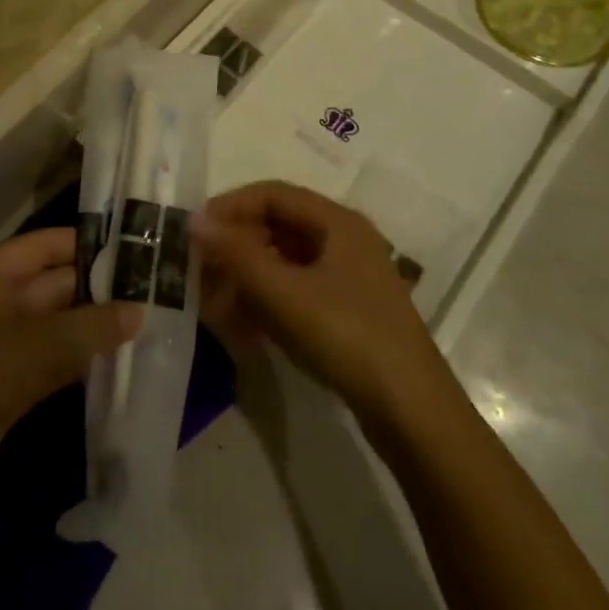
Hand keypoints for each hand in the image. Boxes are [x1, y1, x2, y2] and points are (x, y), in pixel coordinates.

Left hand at [0, 228, 141, 515]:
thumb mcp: (30, 350)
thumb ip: (87, 328)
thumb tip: (140, 310)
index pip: (48, 244)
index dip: (90, 243)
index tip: (140, 246)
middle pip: (57, 283)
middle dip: (101, 288)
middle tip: (157, 289)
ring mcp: (3, 344)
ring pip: (59, 324)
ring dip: (96, 326)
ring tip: (151, 321)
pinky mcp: (10, 384)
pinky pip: (54, 359)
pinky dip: (82, 359)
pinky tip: (121, 362)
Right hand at [191, 182, 446, 430]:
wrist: (413, 414)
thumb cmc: (348, 337)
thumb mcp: (284, 293)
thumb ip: (236, 254)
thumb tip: (195, 220)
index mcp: (337, 222)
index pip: (272, 194)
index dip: (230, 207)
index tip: (195, 231)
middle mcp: (344, 241)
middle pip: (277, 226)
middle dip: (236, 247)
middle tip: (200, 270)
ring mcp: (348, 278)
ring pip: (284, 261)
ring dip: (247, 277)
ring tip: (215, 303)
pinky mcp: (347, 312)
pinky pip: (295, 291)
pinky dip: (266, 300)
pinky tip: (243, 325)